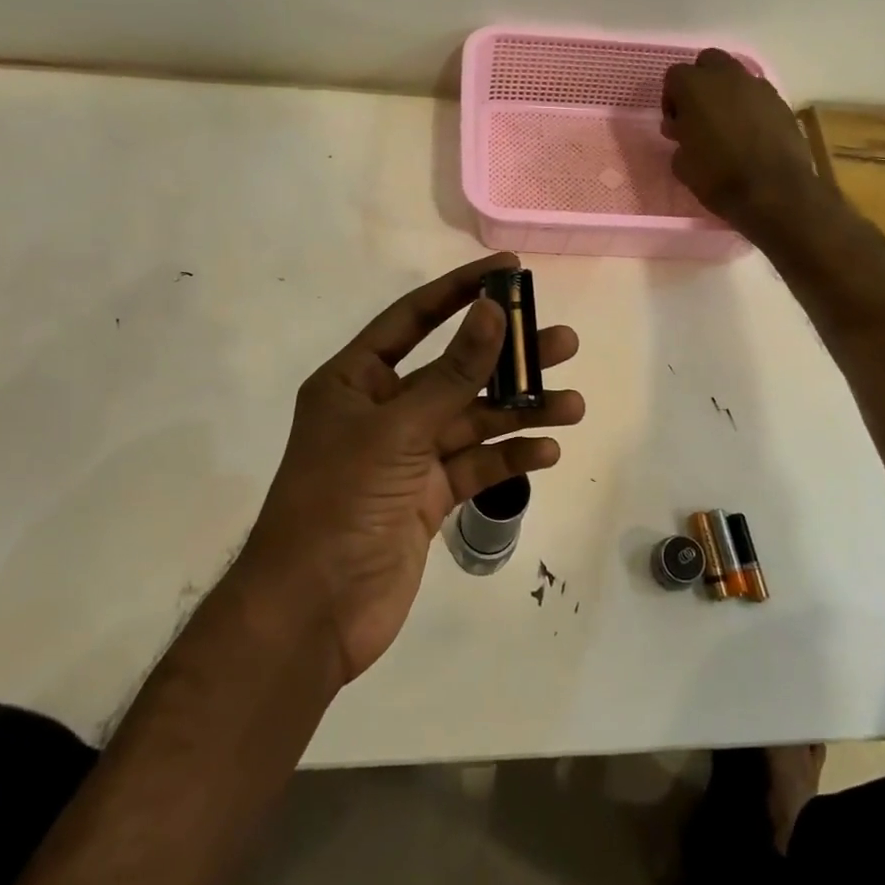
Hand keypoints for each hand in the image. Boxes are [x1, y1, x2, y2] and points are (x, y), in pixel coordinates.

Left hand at [237, 253, 583, 685]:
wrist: (312, 614)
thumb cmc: (340, 503)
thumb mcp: (399, 430)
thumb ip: (453, 374)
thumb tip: (494, 312)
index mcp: (356, 380)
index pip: (414, 317)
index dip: (461, 290)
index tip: (510, 270)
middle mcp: (383, 410)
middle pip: (455, 370)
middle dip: (507, 357)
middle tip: (562, 342)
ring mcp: (407, 456)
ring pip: (473, 421)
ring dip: (520, 412)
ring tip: (572, 405)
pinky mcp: (427, 497)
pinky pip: (476, 466)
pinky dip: (509, 458)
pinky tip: (547, 451)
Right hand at [662, 49, 822, 232]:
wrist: (773, 191)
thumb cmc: (718, 177)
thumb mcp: (682, 165)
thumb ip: (679, 138)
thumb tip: (684, 130)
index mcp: (695, 87)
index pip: (674, 76)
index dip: (671, 99)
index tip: (675, 125)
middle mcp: (727, 76)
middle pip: (708, 62)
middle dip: (701, 83)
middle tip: (699, 115)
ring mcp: (758, 86)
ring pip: (735, 76)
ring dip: (727, 94)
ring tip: (726, 126)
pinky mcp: (780, 101)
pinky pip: (757, 95)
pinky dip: (749, 108)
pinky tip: (750, 135)